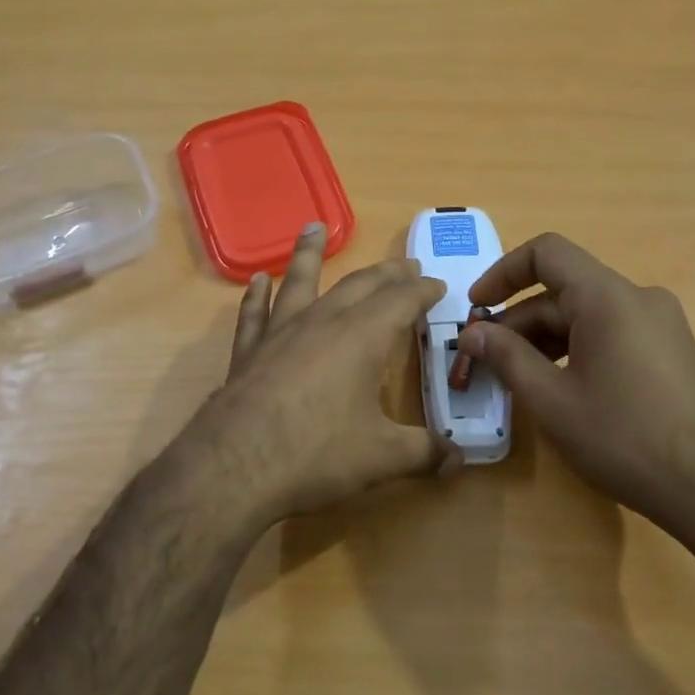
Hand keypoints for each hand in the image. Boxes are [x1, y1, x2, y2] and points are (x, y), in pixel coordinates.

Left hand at [188, 224, 459, 527]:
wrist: (235, 467)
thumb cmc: (317, 453)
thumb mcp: (382, 457)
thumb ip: (425, 453)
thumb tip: (459, 460)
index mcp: (362, 336)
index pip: (401, 300)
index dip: (423, 291)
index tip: (438, 285)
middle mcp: (322, 322)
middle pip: (359, 284)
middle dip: (386, 273)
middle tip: (405, 265)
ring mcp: (280, 333)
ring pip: (300, 281)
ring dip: (309, 254)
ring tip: (314, 228)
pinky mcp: (248, 351)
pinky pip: (255, 313)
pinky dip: (257, 295)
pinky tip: (257, 281)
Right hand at [457, 232, 694, 535]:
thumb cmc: (624, 439)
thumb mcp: (552, 400)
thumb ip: (507, 357)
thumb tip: (472, 332)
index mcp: (608, 298)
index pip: (547, 253)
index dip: (503, 273)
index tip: (476, 309)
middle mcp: (638, 298)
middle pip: (564, 291)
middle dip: (518, 321)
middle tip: (485, 362)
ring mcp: (660, 325)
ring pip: (586, 315)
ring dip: (544, 339)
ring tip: (516, 380)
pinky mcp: (670, 351)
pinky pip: (610, 334)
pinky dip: (575, 350)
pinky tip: (559, 389)